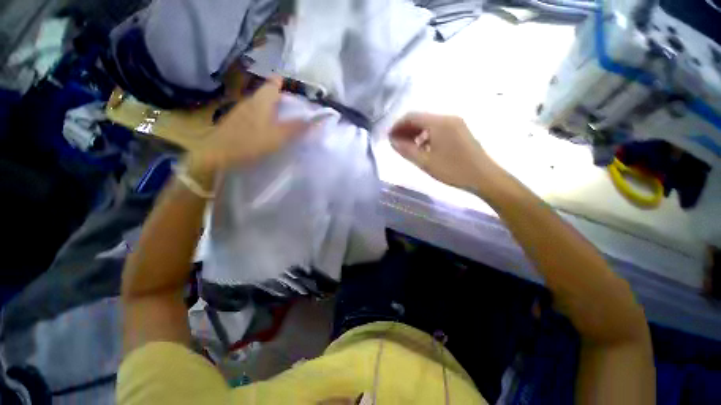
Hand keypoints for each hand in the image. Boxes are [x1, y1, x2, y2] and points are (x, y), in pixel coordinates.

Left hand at [187, 76, 307, 176]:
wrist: (218, 154)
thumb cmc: (250, 142)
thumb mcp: (278, 136)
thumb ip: (297, 127)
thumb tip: (316, 120)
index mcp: (261, 100)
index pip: (273, 84)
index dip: (283, 83)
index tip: (293, 88)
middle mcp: (250, 101)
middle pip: (267, 94)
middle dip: (280, 97)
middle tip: (293, 108)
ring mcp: (241, 111)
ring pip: (260, 104)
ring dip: (272, 108)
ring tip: (283, 119)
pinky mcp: (236, 121)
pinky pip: (254, 114)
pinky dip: (263, 117)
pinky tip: (267, 129)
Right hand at [390, 113, 501, 194]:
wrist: (484, 177)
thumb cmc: (453, 170)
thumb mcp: (426, 162)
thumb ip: (406, 150)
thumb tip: (392, 141)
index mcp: (439, 123)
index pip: (412, 116)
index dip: (397, 125)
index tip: (389, 137)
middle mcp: (448, 118)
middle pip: (421, 118)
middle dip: (406, 129)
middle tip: (396, 144)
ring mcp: (456, 123)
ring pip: (429, 124)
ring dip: (416, 133)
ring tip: (408, 148)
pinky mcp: (460, 131)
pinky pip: (438, 129)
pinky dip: (426, 136)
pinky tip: (423, 148)